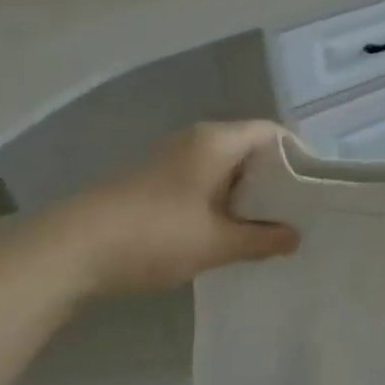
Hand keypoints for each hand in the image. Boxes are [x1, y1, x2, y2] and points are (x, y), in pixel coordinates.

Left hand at [35, 121, 299, 297]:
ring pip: (226, 168)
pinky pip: (204, 182)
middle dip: (276, 178)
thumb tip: (295, 237)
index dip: (298, 155)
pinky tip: (229, 232)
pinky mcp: (155, 182)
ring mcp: (172, 160)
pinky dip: (224, 201)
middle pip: (250, 149)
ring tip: (270, 226)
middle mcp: (196, 141)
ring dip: (248, 194)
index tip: (315, 188)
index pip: (272, 133)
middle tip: (300, 211)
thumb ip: (262, 239)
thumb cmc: (154, 235)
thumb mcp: (217, 243)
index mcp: (216, 142)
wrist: (68, 251)